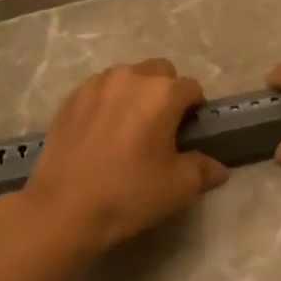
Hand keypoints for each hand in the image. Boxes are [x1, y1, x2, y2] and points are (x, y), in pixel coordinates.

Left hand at [16, 58, 228, 256]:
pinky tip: (102, 133)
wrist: (63, 208)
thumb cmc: (129, 193)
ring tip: (129, 128)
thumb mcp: (179, 187)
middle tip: (161, 127)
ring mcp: (96, 85)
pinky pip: (99, 90)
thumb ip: (203, 170)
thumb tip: (217, 168)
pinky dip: (108, 103)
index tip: (189, 133)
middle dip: (166, 92)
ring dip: (135, 94)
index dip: (195, 109)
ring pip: (127, 77)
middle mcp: (130, 77)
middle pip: (160, 72)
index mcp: (162, 93)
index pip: (192, 88)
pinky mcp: (70, 98)